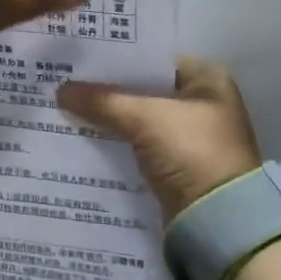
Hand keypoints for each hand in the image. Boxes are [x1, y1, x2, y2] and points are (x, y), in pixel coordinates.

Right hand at [57, 56, 261, 220]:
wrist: (219, 223)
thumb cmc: (191, 151)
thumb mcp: (144, 118)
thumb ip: (102, 100)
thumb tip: (61, 90)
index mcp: (207, 79)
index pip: (152, 58)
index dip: (116, 57)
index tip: (79, 57)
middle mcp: (202, 104)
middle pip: (143, 89)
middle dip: (107, 89)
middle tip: (65, 81)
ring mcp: (190, 137)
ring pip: (138, 119)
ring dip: (108, 117)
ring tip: (65, 107)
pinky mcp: (176, 166)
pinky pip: (137, 146)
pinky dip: (115, 142)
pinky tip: (83, 137)